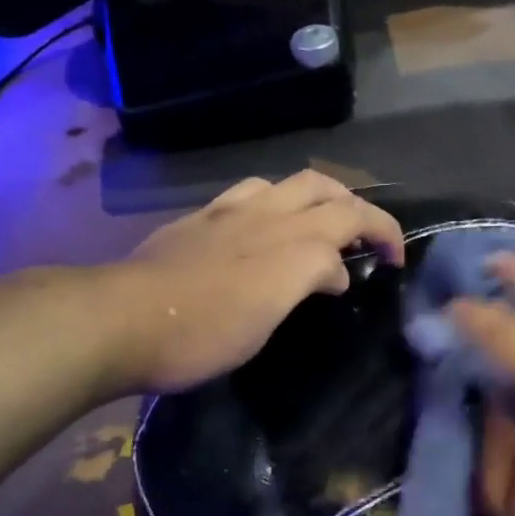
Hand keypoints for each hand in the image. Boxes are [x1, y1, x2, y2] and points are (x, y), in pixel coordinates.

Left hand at [101, 171, 403, 394]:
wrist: (121, 318)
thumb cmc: (200, 332)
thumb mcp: (265, 321)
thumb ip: (307, 283)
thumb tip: (333, 274)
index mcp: (291, 246)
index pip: (354, 223)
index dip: (384, 238)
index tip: (394, 264)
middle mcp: (267, 216)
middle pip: (329, 191)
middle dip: (361, 210)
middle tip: (369, 240)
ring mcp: (231, 212)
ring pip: (292, 183)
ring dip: (322, 197)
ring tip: (324, 226)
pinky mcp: (202, 217)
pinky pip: (253, 191)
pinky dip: (278, 200)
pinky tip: (268, 224)